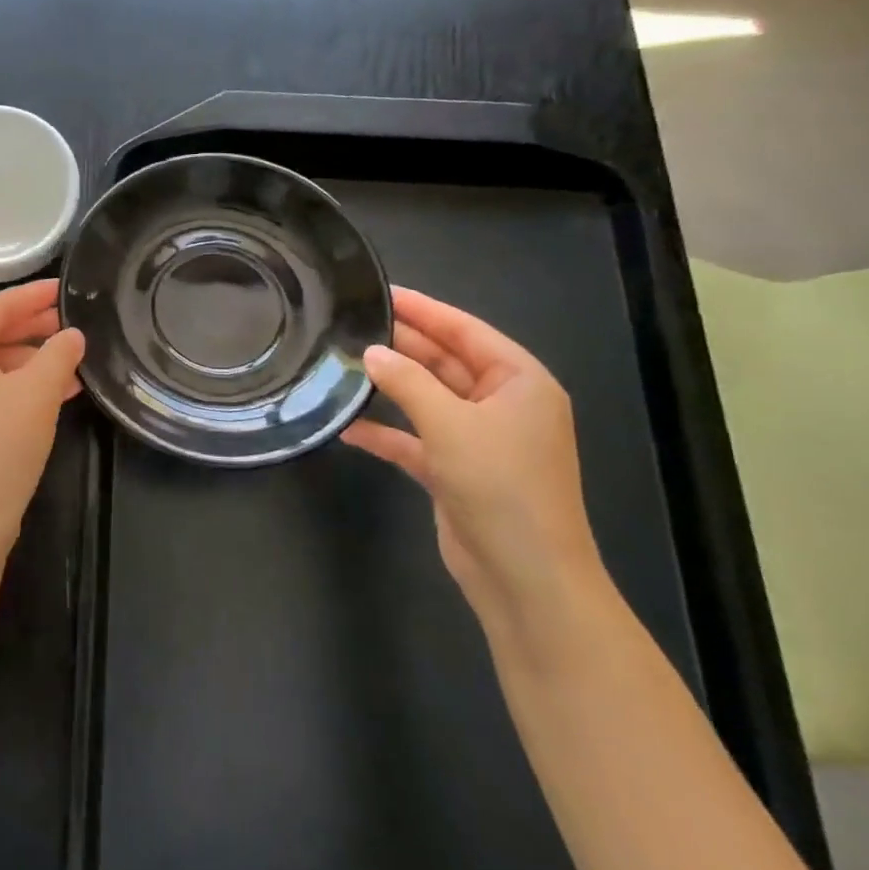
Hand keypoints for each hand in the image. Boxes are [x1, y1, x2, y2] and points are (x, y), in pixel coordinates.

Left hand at [0, 279, 86, 554]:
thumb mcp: (37, 393)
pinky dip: (14, 386)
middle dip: (33, 329)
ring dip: (29, 361)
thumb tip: (72, 335)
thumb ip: (59, 354)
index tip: (65, 288)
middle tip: (72, 322)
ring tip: (72, 361)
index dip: (34, 296)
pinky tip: (53, 393)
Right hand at [342, 287, 605, 628]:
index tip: (382, 290)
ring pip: (427, 399)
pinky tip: (348, 426)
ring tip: (343, 364)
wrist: (526, 578)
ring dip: (390, 387)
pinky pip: (415, 439)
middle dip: (401, 346)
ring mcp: (478, 440)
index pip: (466, 331)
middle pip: (445, 362)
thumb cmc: (501, 487)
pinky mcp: (456, 470)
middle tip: (350, 323)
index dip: (424, 310)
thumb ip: (407, 382)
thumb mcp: (450, 424)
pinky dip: (386, 433)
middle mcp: (502, 405)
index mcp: (520, 383)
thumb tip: (371, 352)